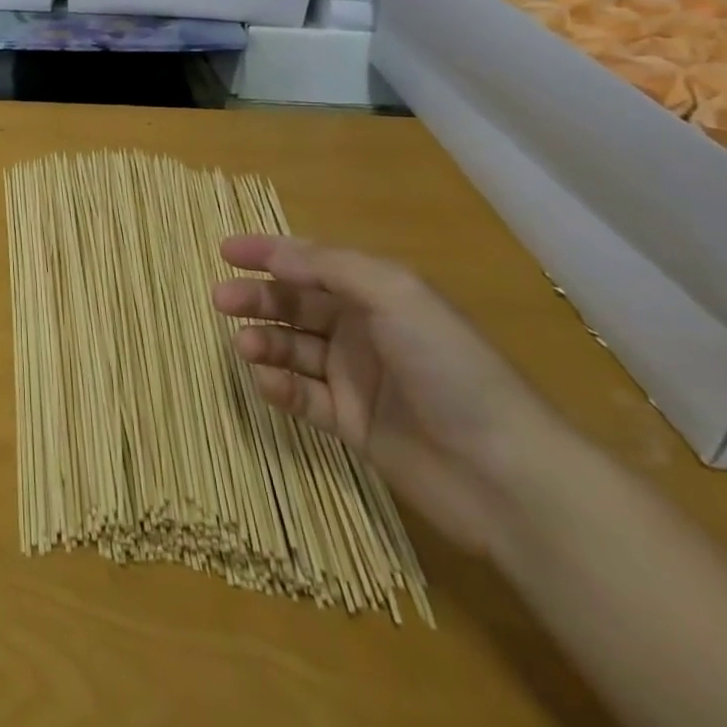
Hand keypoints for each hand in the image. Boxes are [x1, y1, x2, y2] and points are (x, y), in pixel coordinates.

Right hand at [212, 237, 573, 556]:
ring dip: (265, 342)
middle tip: (220, 300)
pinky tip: (268, 383)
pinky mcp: (352, 424)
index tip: (225, 251)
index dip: (269, 252)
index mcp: (378, 294)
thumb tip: (275, 255)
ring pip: (294, 349)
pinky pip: (303, 396)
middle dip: (257, 298)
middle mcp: (364, 330)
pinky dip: (280, 386)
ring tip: (245, 346)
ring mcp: (356, 378)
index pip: (313, 263)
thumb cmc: (450, 367)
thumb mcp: (396, 295)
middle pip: (296, 304)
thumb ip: (330, 268)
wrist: (506, 475)